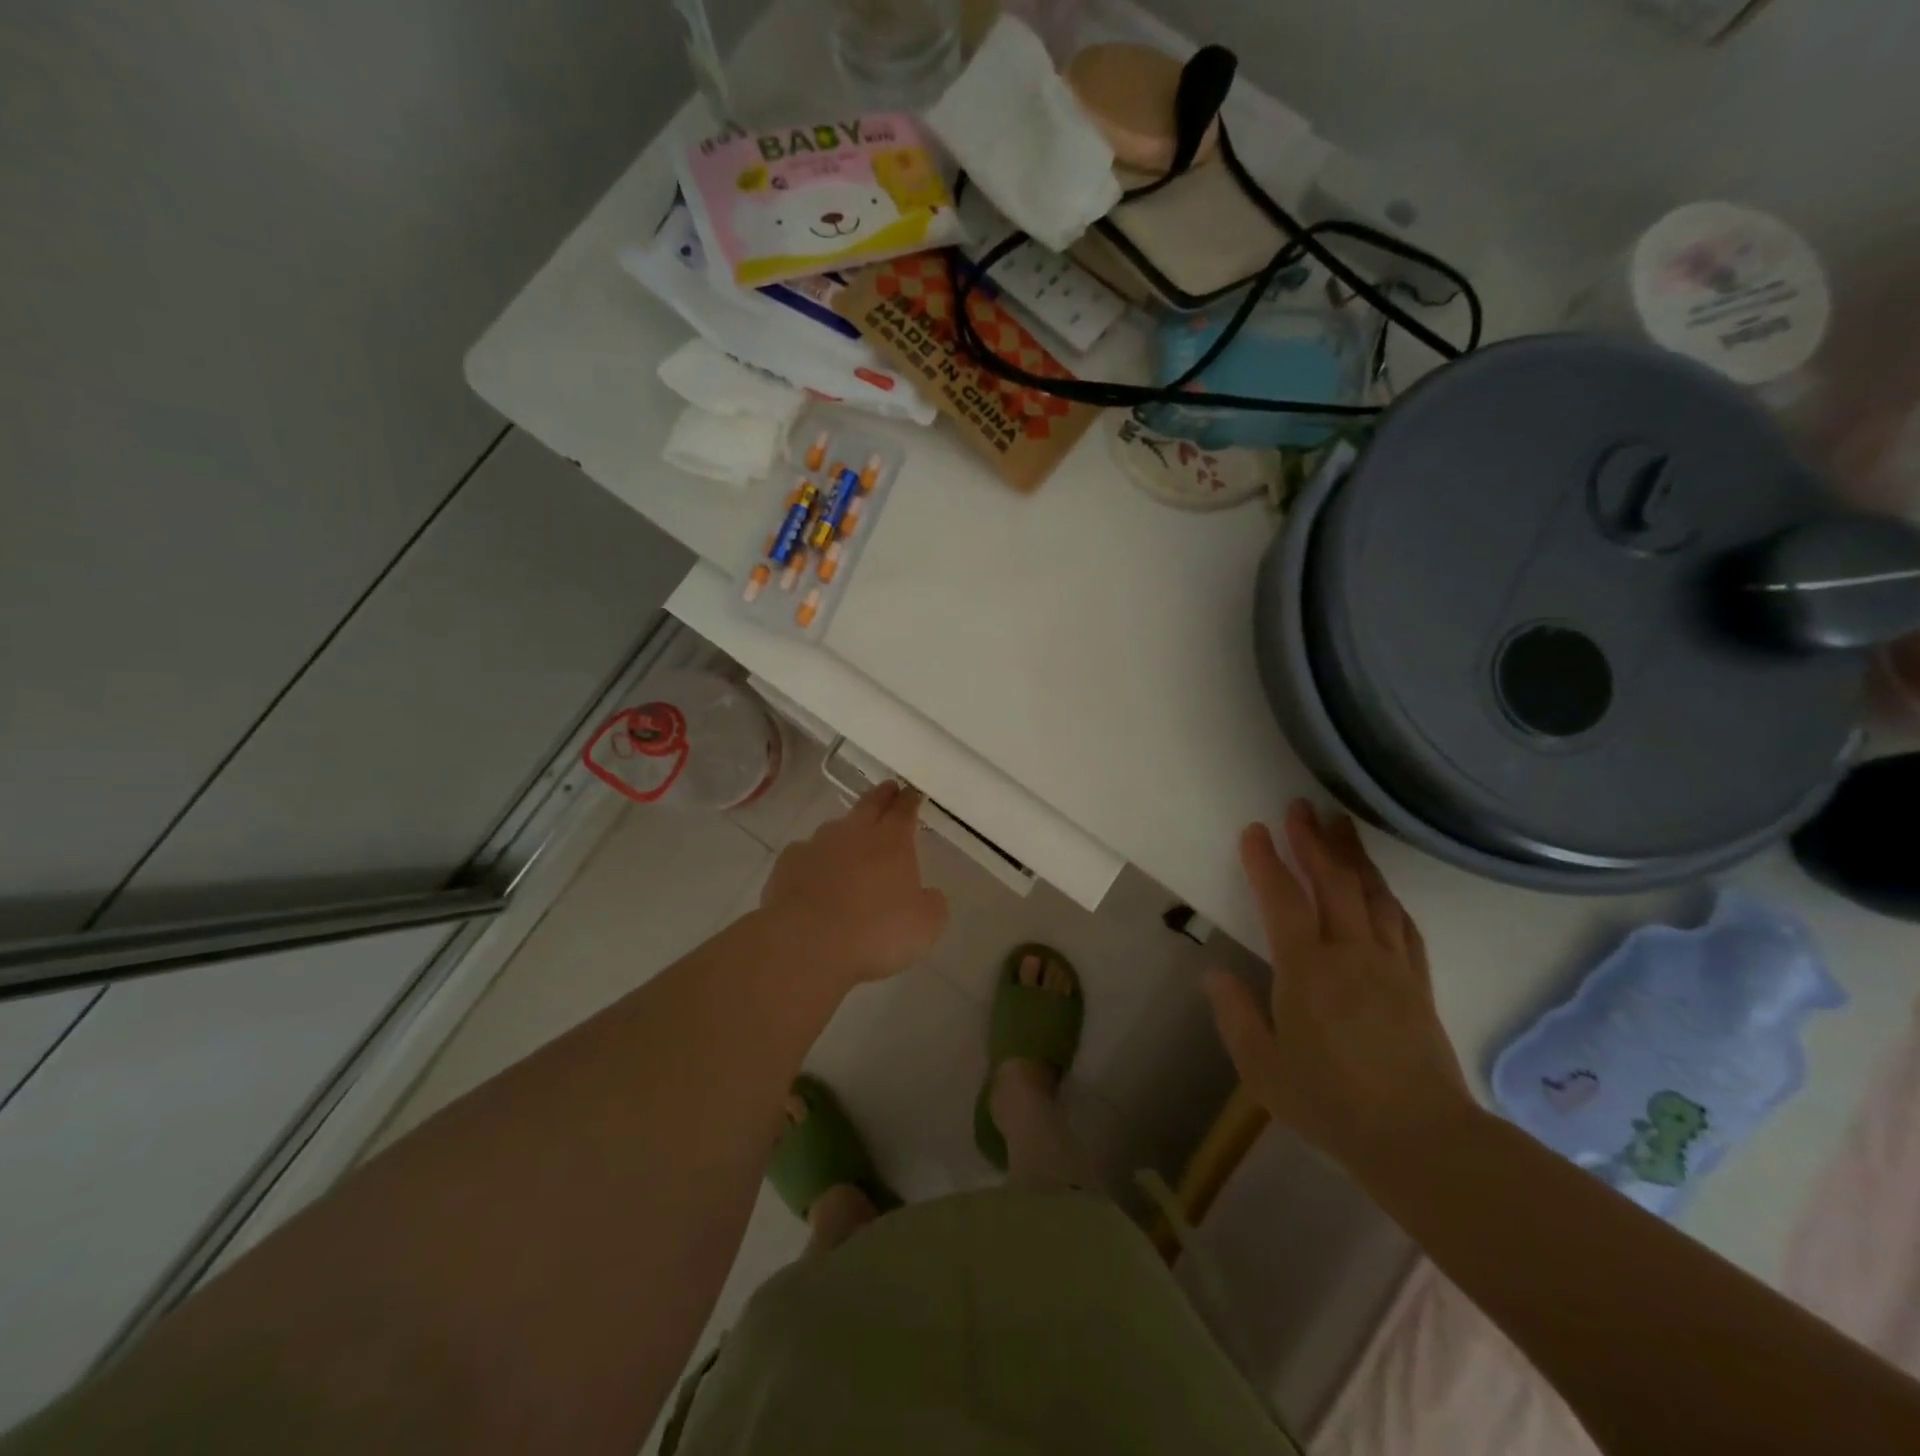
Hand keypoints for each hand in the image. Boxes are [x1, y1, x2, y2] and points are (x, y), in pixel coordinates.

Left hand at [759, 780, 949, 986]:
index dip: (910, 800)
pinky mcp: (787, 864)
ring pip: (835, 828)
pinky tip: (814, 874)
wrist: (807, 944)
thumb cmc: (875, 932)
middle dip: (882, 796)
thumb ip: (932, 903)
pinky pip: (805, 853)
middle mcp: (854, 833)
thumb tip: (928, 895)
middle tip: (889, 788)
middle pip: (870, 805)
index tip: (914, 793)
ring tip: (851, 840)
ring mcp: (816, 845)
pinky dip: (814, 859)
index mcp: (892, 841)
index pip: (904, 810)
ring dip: (846, 830)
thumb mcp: (925, 926)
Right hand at [1203, 800, 1474, 1166]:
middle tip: (1301, 806)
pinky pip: (1403, 924)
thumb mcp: (1262, 1067)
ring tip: (1341, 824)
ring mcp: (1390, 964)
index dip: (1266, 862)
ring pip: (1372, 894)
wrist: (1421, 1139)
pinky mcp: (1418, 981)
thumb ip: (1234, 1015)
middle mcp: (1351, 953)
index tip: (1254, 830)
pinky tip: (1381, 887)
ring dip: (1354, 855)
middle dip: (1314, 840)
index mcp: (1306, 970)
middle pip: (1333, 882)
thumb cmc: (1330, 1102)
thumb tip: (1213, 974)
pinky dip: (1387, 895)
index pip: (1283, 900)